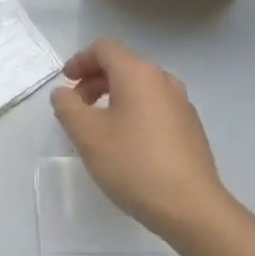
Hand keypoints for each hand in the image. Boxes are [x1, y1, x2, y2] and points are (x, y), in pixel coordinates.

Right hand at [49, 38, 236, 242]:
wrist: (191, 207)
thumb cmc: (133, 164)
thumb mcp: (87, 135)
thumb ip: (67, 107)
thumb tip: (63, 92)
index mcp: (138, 74)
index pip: (105, 48)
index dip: (80, 60)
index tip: (66, 83)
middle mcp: (163, 80)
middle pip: (123, 65)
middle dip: (94, 80)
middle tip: (76, 107)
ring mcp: (181, 103)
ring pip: (140, 87)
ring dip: (113, 97)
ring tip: (98, 127)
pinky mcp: (190, 126)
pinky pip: (154, 106)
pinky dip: (133, 111)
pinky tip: (126, 143)